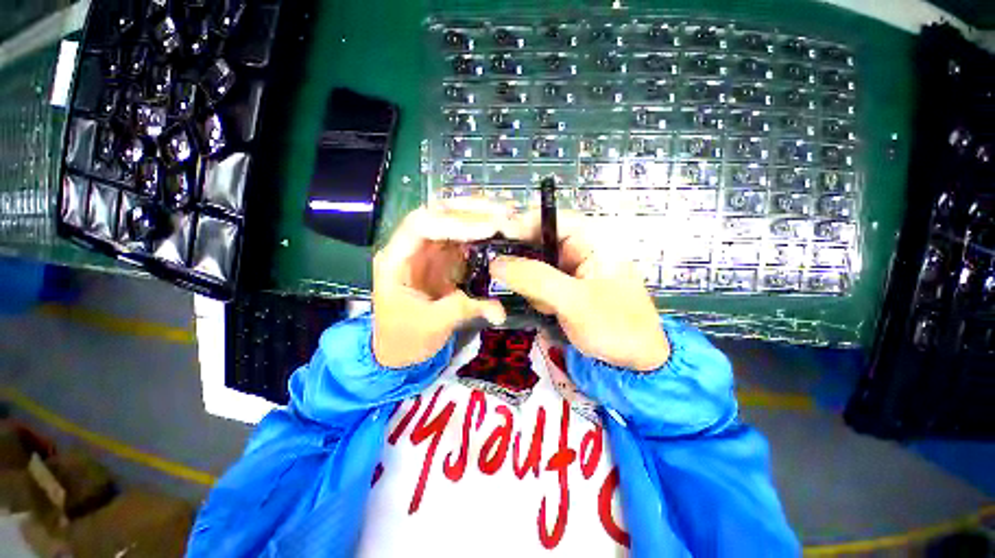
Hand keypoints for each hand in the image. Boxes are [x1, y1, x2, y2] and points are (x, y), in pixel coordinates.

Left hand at [372, 203, 509, 367]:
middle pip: (436, 215)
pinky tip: (496, 231)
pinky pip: (460, 238)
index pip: (421, 226)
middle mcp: (409, 248)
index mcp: (395, 260)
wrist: (398, 350)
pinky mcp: (442, 260)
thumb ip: (465, 309)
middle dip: (469, 211)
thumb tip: (500, 310)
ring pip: (450, 222)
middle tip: (502, 212)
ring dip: (476, 216)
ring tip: (504, 215)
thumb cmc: (405, 337)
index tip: (488, 229)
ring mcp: (426, 252)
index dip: (455, 223)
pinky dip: (478, 232)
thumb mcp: (432, 325)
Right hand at [492, 212, 668, 371]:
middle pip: (538, 241)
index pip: (550, 218)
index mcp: (592, 239)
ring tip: (546, 307)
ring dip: (531, 285)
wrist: (636, 363)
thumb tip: (495, 263)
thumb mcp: (574, 300)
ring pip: (535, 264)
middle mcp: (580, 248)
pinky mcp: (565, 287)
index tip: (494, 242)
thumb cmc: (615, 326)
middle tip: (509, 281)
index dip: (520, 225)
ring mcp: (571, 269)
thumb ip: (534, 279)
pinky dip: (536, 296)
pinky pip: (539, 282)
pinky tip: (548, 311)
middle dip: (523, 263)